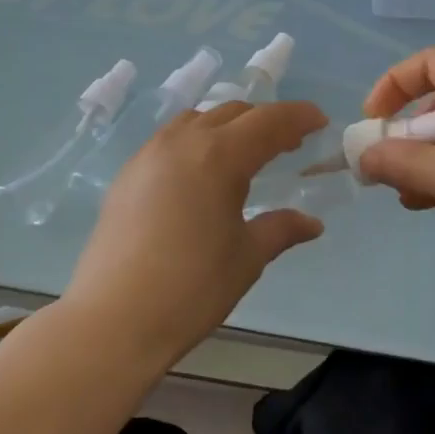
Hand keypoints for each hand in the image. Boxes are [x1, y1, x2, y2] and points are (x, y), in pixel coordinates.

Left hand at [65, 100, 328, 362]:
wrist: (114, 320)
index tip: (320, 121)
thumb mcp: (247, 257)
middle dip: (266, 121)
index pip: (269, 121)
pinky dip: (197, 142)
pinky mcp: (127, 175)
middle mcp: (182, 142)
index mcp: (218, 156)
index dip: (298, 117)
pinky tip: (202, 175)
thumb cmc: (192, 288)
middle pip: (232, 113)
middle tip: (289, 145)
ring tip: (245, 156)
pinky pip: (170, 140)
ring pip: (197, 120)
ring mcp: (149, 155)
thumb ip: (281, 229)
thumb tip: (312, 223)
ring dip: (228, 127)